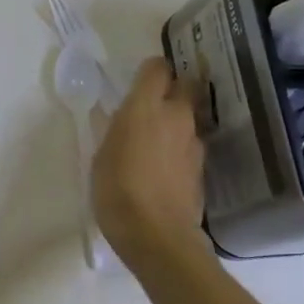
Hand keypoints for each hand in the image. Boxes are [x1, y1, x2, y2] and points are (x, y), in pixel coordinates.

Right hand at [92, 57, 205, 272]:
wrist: (156, 235)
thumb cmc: (116, 190)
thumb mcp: (101, 154)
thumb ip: (116, 129)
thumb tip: (122, 119)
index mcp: (145, 107)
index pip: (157, 68)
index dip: (150, 71)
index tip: (139, 81)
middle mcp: (176, 116)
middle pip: (184, 86)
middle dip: (172, 89)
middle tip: (152, 105)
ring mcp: (193, 143)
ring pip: (189, 117)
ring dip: (176, 121)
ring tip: (156, 140)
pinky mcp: (202, 167)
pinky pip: (191, 145)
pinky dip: (180, 148)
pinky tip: (165, 167)